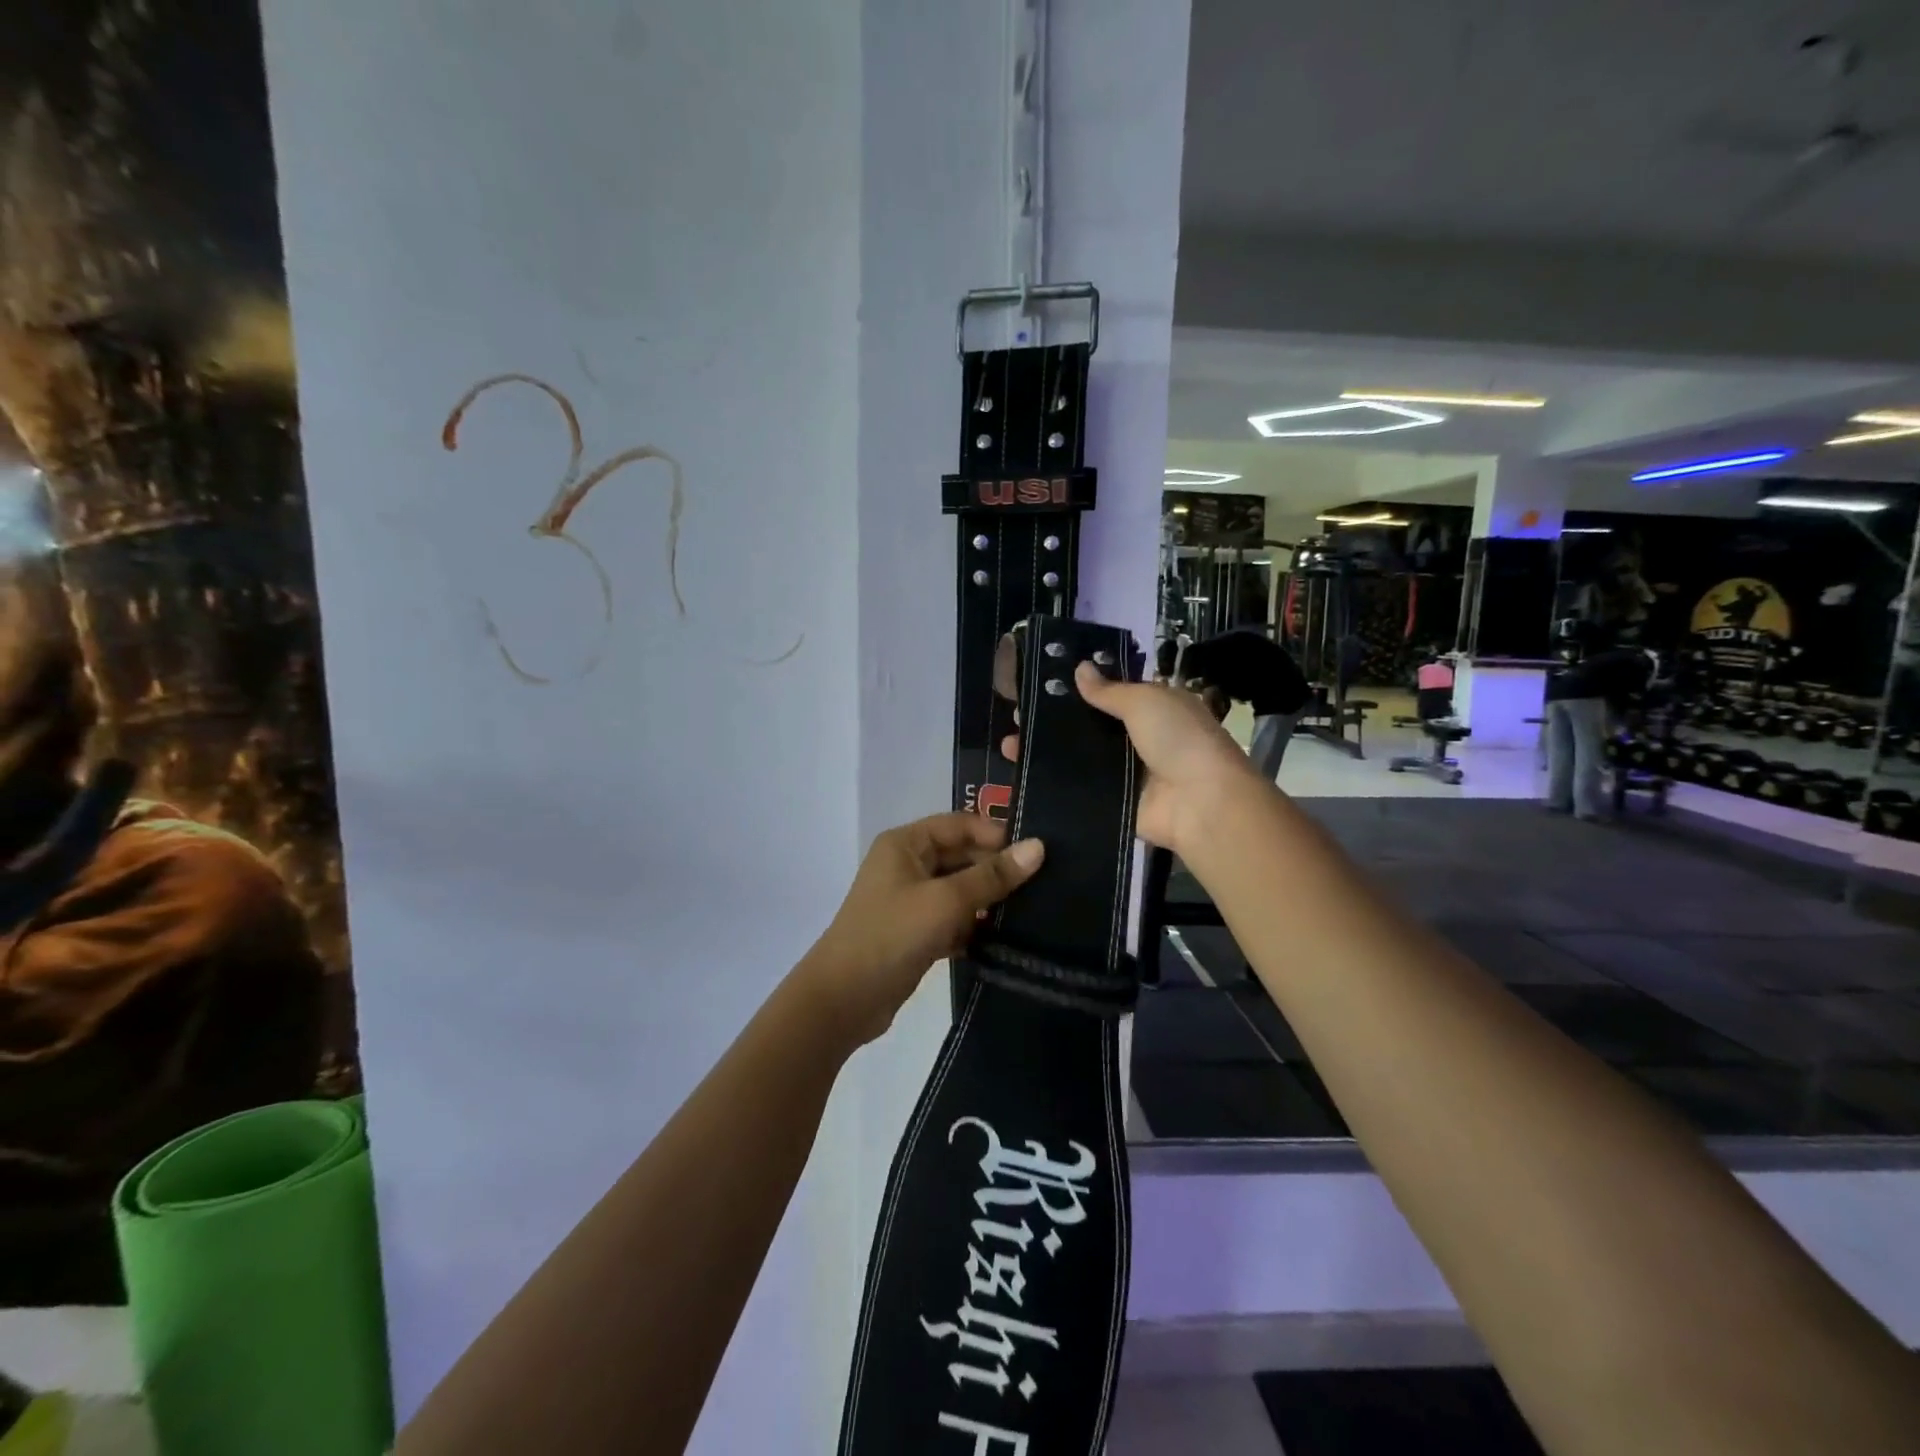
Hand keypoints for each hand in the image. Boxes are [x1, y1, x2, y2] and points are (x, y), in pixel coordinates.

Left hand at [800, 813, 1044, 1046]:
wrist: (843, 1000)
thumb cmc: (892, 935)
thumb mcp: (946, 901)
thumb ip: (992, 876)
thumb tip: (1038, 847)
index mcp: (906, 844)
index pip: (960, 825)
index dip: (996, 835)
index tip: (1038, 854)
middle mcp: (907, 865)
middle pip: (962, 856)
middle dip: (996, 870)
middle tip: (1044, 885)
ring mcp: (910, 900)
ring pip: (960, 891)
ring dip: (988, 901)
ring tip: (1034, 911)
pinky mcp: (916, 933)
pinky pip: (953, 920)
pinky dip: (974, 927)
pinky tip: (1005, 939)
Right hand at [1001, 661, 1261, 856]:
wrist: (1200, 803)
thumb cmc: (1178, 739)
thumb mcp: (1145, 701)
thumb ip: (1108, 690)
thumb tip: (1079, 668)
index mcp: (1153, 709)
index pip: (1110, 695)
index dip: (1076, 691)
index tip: (1039, 687)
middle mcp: (1139, 739)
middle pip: (1090, 728)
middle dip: (1055, 722)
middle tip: (1014, 716)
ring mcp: (1125, 774)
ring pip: (1080, 758)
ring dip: (1048, 752)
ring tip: (1009, 744)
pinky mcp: (1115, 803)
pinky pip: (1081, 789)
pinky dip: (1056, 782)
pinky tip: (1022, 775)